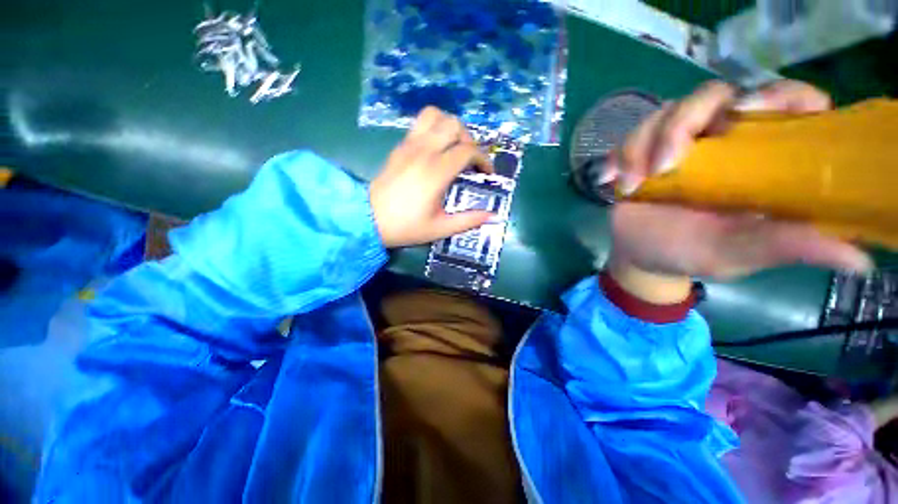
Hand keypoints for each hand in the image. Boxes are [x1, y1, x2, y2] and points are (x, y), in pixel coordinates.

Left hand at [370, 107, 493, 247]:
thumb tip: (493, 216)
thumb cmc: (406, 226)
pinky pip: (420, 124)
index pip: (468, 150)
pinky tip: (436, 149)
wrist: (368, 219)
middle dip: (470, 139)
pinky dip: (435, 128)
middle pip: (454, 125)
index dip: (483, 159)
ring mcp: (409, 145)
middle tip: (470, 160)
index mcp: (436, 172)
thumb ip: (469, 220)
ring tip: (454, 147)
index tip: (486, 173)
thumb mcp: (440, 228)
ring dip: (450, 127)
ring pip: (435, 115)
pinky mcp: (400, 146)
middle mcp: (424, 151)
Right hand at [602, 80, 871, 301]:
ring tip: (632, 184)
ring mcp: (678, 144)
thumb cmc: (692, 254)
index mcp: (758, 158)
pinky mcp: (642, 154)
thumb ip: (787, 246)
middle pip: (713, 95)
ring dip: (641, 145)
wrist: (642, 257)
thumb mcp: (740, 253)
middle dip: (684, 122)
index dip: (777, 95)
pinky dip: (618, 156)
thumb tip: (858, 259)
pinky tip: (612, 181)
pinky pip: (629, 136)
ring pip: (664, 113)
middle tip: (664, 164)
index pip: (785, 103)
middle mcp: (722, 140)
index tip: (749, 112)